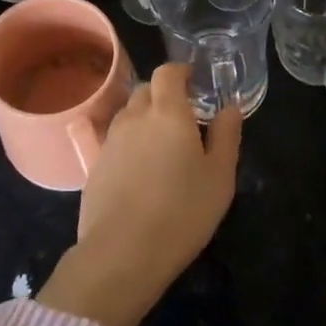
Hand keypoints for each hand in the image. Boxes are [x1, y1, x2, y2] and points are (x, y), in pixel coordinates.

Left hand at [37, 63, 241, 325]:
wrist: (122, 253)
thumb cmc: (182, 212)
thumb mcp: (220, 177)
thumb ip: (226, 136)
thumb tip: (230, 108)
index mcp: (168, 113)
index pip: (168, 72)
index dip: (180, 72)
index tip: (194, 82)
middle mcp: (135, 118)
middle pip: (146, 90)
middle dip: (164, 95)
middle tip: (183, 117)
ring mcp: (110, 141)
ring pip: (129, 115)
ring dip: (145, 118)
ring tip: (162, 145)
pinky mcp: (95, 165)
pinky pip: (116, 141)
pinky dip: (130, 144)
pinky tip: (142, 171)